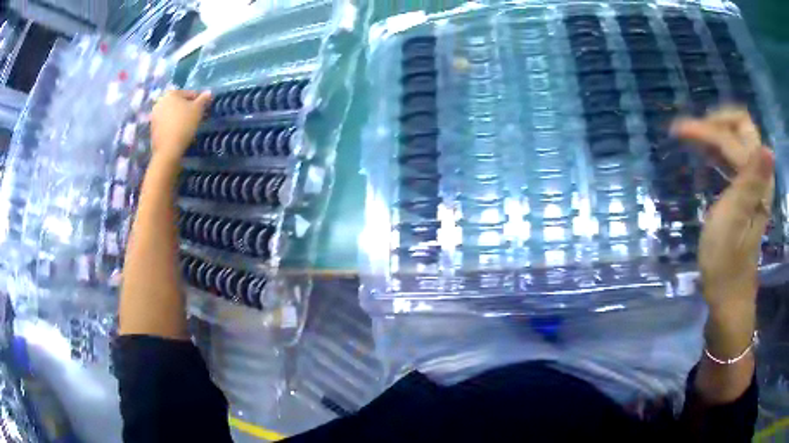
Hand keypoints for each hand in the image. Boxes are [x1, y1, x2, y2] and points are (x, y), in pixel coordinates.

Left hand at [150, 90, 211, 166]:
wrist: (168, 149)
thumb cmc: (184, 124)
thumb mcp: (198, 109)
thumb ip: (204, 99)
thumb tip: (209, 92)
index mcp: (171, 93)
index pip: (189, 94)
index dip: (198, 101)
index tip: (204, 109)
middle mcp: (160, 101)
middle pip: (178, 103)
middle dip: (186, 108)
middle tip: (195, 117)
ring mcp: (154, 115)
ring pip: (171, 113)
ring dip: (178, 116)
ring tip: (187, 125)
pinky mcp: (152, 128)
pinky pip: (165, 123)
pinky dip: (171, 124)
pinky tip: (178, 132)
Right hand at [672, 107, 773, 311]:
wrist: (728, 295)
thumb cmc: (725, 262)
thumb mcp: (735, 221)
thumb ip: (751, 181)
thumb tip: (768, 149)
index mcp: (757, 181)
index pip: (732, 137)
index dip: (707, 130)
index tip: (679, 133)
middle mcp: (759, 176)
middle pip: (741, 128)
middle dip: (715, 122)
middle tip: (692, 133)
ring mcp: (753, 184)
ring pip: (737, 140)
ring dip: (715, 134)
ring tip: (693, 141)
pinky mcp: (746, 193)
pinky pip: (734, 158)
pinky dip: (718, 151)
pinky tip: (706, 158)